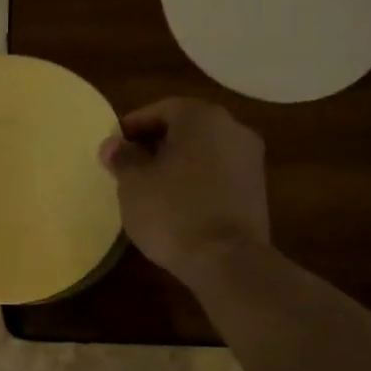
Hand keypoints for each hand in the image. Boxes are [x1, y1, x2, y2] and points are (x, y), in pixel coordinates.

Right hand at [98, 98, 270, 287]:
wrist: (227, 260)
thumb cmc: (172, 211)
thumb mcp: (133, 183)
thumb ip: (122, 158)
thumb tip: (113, 145)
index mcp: (201, 117)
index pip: (161, 110)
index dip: (133, 126)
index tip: (113, 147)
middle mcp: (232, 128)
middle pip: (186, 128)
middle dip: (156, 143)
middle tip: (129, 166)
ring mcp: (250, 159)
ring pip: (203, 151)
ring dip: (177, 162)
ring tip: (150, 187)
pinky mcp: (257, 189)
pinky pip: (218, 173)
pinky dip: (196, 180)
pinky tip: (177, 203)